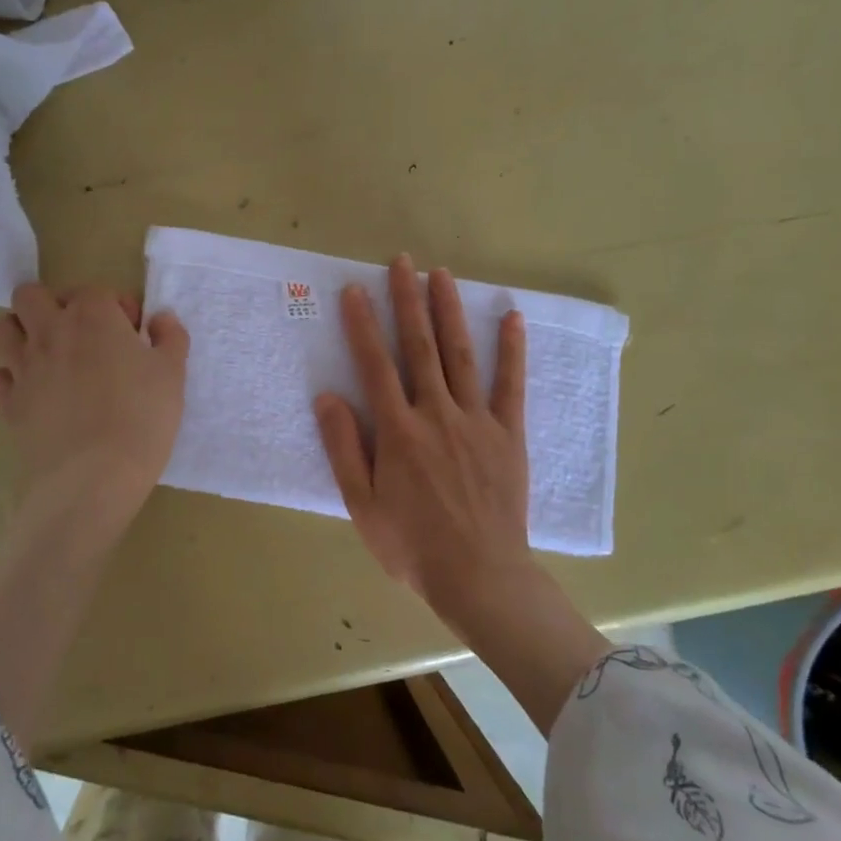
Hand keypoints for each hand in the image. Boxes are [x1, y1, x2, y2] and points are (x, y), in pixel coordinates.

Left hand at [0, 283, 189, 541]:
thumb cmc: (142, 418)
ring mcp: (23, 367)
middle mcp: (51, 331)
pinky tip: (33, 393)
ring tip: (50, 356)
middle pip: (31, 296)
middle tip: (83, 336)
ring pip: (0, 328)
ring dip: (20, 333)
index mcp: (93, 316)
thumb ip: (170, 337)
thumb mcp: (173, 374)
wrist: (93, 478)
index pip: (97, 291)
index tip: (135, 336)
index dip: (118, 309)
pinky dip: (9, 380)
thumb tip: (160, 319)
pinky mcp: (8, 404)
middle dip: (54, 305)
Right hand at [314, 255, 610, 734]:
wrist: (480, 577)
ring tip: (441, 274)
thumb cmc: (413, 545)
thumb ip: (345, 448)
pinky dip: (512, 349)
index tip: (355, 290)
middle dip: (407, 301)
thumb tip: (328, 396)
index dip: (363, 325)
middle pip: (419, 347)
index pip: (375, 365)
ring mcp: (476, 420)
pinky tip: (511, 316)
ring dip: (449, 311)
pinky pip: (511, 384)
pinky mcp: (508, 433)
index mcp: (398, 431)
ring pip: (460, 354)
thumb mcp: (362, 505)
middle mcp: (436, 414)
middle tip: (401, 262)